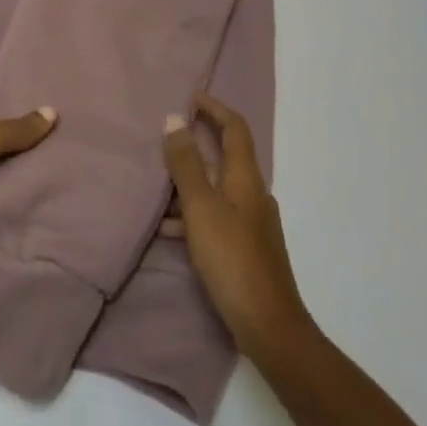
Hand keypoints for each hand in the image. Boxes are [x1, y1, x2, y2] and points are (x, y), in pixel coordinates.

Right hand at [162, 94, 310, 358]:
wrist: (270, 328)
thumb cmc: (233, 260)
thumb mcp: (201, 208)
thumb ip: (186, 165)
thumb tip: (174, 119)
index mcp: (246, 177)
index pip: (235, 128)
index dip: (215, 108)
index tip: (191, 96)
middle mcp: (252, 193)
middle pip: (225, 155)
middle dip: (198, 142)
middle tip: (167, 134)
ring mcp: (251, 222)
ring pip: (217, 187)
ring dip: (190, 180)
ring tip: (157, 182)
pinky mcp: (245, 248)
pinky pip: (215, 215)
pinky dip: (193, 213)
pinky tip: (168, 229)